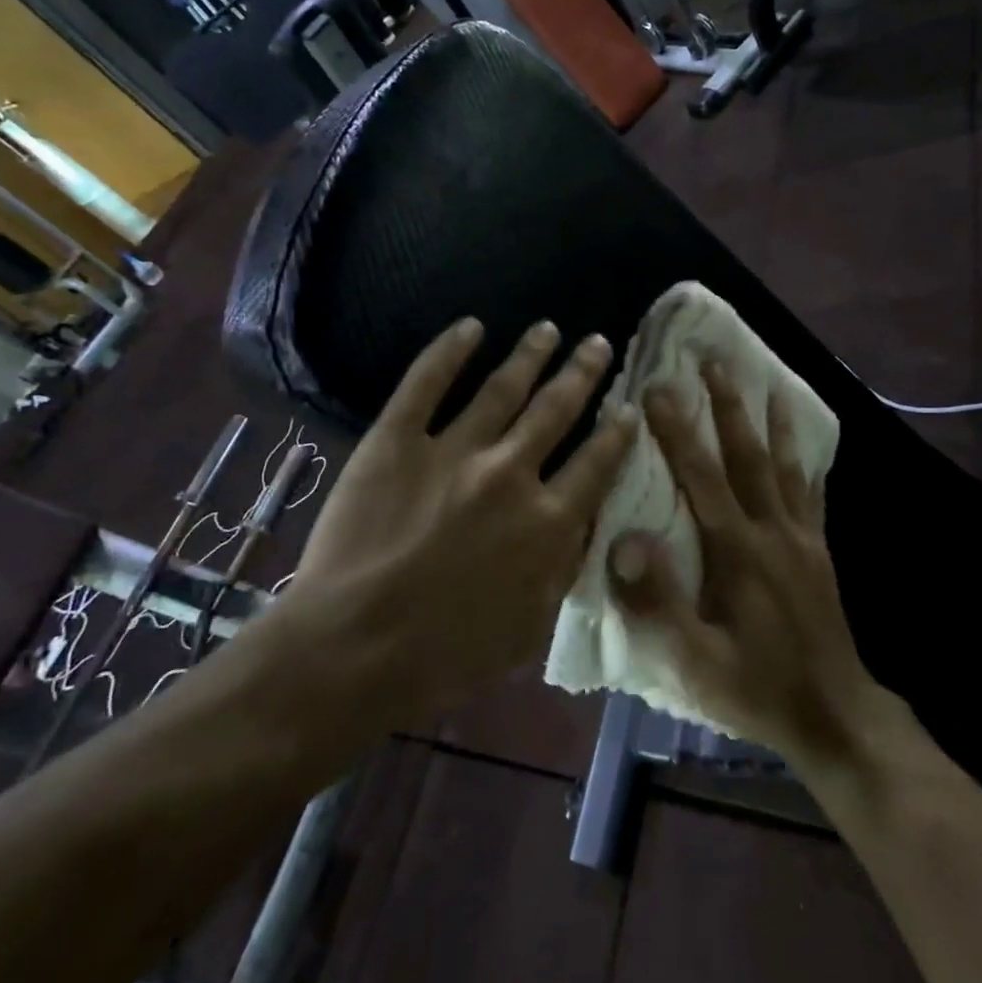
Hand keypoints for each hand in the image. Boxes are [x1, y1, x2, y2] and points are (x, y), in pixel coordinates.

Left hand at [287, 317, 635, 726]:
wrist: (352, 650)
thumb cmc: (447, 655)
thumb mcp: (530, 628)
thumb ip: (564, 570)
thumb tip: (586, 527)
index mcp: (547, 521)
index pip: (597, 461)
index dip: (617, 428)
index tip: (628, 404)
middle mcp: (510, 474)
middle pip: (556, 408)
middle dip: (582, 372)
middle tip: (597, 342)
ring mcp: (452, 451)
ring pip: (502, 387)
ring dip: (529, 354)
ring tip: (547, 329)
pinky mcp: (396, 441)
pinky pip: (426, 383)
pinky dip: (449, 351)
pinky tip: (469, 327)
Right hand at [607, 361, 891, 769]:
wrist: (837, 717)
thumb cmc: (757, 689)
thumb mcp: (696, 661)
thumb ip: (659, 601)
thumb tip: (625, 540)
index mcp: (737, 550)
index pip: (702, 475)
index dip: (677, 429)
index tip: (658, 386)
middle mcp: (772, 530)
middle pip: (747, 454)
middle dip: (728, 404)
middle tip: (714, 360)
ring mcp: (802, 538)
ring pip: (784, 464)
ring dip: (769, 419)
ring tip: (765, 380)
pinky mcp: (820, 552)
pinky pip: (812, 493)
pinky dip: (805, 461)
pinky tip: (805, 445)